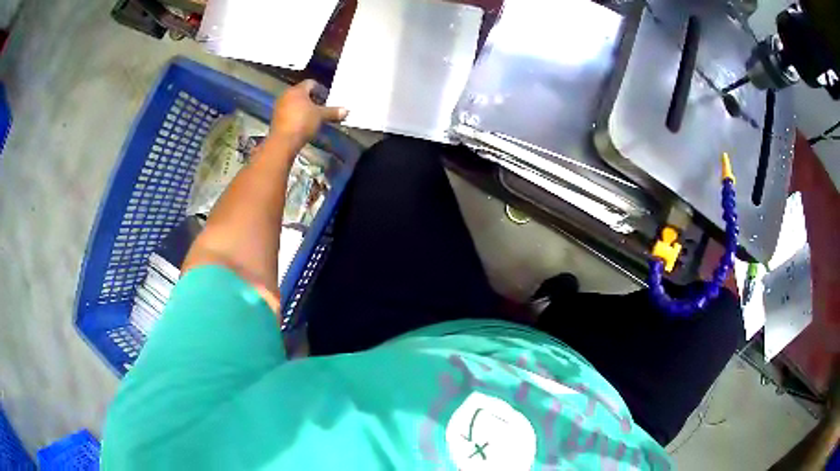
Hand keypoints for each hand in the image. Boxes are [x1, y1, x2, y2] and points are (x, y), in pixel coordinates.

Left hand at [270, 80, 347, 146]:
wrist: (283, 141)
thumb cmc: (303, 122)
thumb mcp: (320, 116)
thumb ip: (333, 112)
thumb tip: (346, 110)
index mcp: (297, 90)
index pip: (311, 83)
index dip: (320, 89)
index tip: (326, 98)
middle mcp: (286, 94)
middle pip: (302, 92)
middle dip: (312, 98)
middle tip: (321, 107)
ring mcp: (279, 106)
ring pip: (294, 102)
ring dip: (303, 107)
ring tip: (312, 116)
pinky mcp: (276, 117)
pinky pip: (289, 111)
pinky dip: (296, 114)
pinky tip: (302, 123)